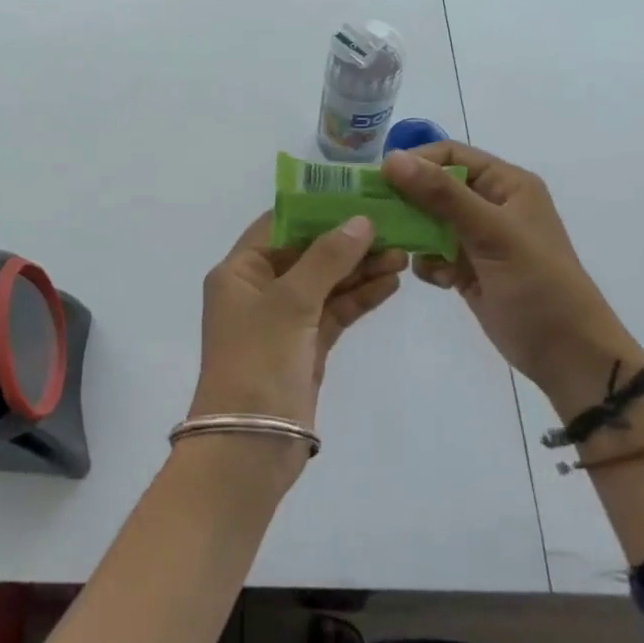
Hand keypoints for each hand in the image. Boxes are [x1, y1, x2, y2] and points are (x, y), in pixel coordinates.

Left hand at [191, 212, 405, 489]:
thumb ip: (327, 258)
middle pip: (307, 252)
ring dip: (360, 268)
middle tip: (394, 225)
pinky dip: (360, 297)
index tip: (359, 195)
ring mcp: (283, 319)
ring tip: (403, 252)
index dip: (318, 208)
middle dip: (348, 240)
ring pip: (326, 282)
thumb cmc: (258, 361)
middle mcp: (259, 289)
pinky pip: (335, 311)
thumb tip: (361, 220)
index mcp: (240, 270)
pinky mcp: (305, 346)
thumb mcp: (290, 302)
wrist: (249, 447)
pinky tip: (391, 283)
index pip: (280, 224)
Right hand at [381, 143, 643, 409]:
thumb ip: (442, 195)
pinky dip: (428, 263)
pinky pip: (432, 253)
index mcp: (507, 185)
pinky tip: (440, 280)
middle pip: (434, 187)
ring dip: (414, 234)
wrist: (567, 355)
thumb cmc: (538, 285)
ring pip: (429, 221)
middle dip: (407, 200)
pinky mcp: (468, 269)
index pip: (451, 155)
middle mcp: (491, 205)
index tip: (379, 180)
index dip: (415, 162)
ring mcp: (478, 239)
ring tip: (404, 251)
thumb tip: (390, 158)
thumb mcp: (491, 233)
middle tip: (375, 216)